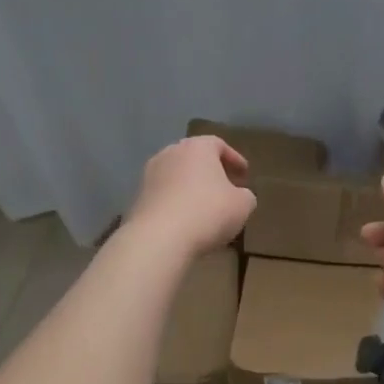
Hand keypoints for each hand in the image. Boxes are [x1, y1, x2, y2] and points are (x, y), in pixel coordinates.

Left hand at [124, 135, 256, 256]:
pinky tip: (186, 221)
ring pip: (177, 177)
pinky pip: (164, 196)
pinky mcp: (138, 198)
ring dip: (191, 188)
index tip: (244, 175)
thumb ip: (245, 195)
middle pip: (195, 158)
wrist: (159, 238)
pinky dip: (176, 203)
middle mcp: (170, 153)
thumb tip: (240, 195)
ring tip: (205, 207)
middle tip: (225, 188)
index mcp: (197, 147)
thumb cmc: (207, 212)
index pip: (218, 144)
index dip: (234, 159)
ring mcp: (150, 175)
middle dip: (211, 172)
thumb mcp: (242, 205)